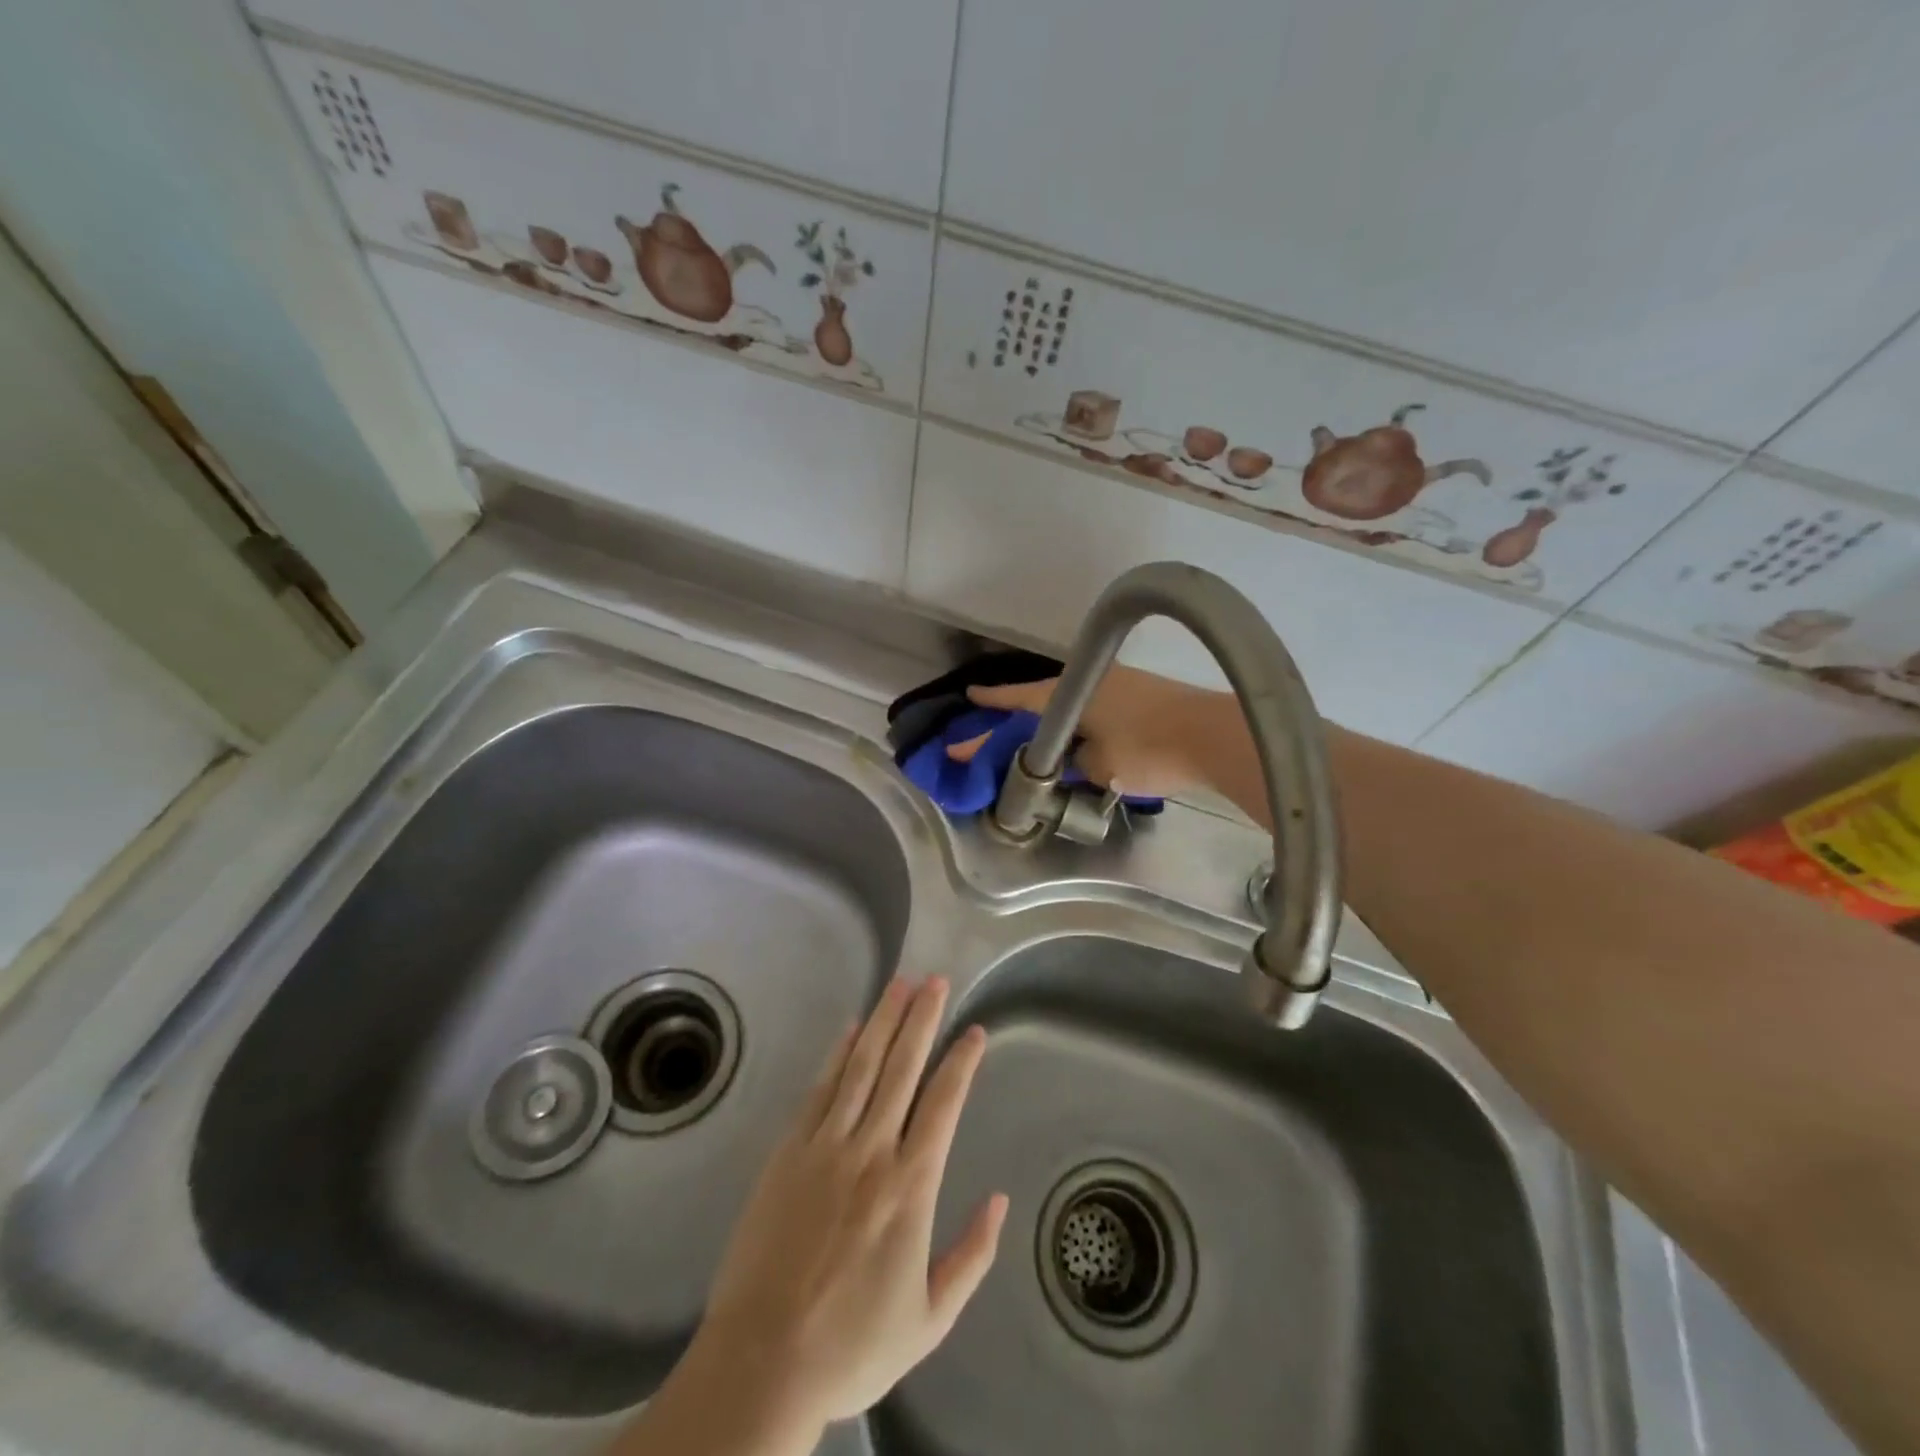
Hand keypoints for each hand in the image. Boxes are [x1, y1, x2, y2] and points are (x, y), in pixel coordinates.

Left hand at [671, 978, 1006, 1444]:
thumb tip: (1000, 1201)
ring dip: (883, 1021)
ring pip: (861, 1067)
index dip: (961, 1062)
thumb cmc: (853, 1343)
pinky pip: (820, 1090)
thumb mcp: (930, 1320)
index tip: (974, 1031)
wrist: (763, 1360)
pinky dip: (838, 1055)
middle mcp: (871, 1150)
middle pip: (902, 1068)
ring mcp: (825, 1145)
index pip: (943, 1103)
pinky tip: (851, 1029)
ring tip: (900, 984)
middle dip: (922, 1019)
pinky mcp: (788, 1150)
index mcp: (910, 1185)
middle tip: (936, 980)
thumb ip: (971, 1256)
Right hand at [948, 665, 1229, 797]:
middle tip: (992, 730)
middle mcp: (1090, 681)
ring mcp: (1119, 684)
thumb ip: (1078, 762)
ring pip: (1070, 704)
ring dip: (1050, 721)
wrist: (1214, 737)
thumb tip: (1078, 757)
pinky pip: (1094, 708)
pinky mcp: (1142, 696)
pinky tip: (1078, 739)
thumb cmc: (1148, 750)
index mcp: (1071, 695)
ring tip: (1034, 740)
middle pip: (1042, 699)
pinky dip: (1078, 723)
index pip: (1019, 699)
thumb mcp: (1100, 767)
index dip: (992, 704)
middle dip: (1016, 716)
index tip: (968, 698)